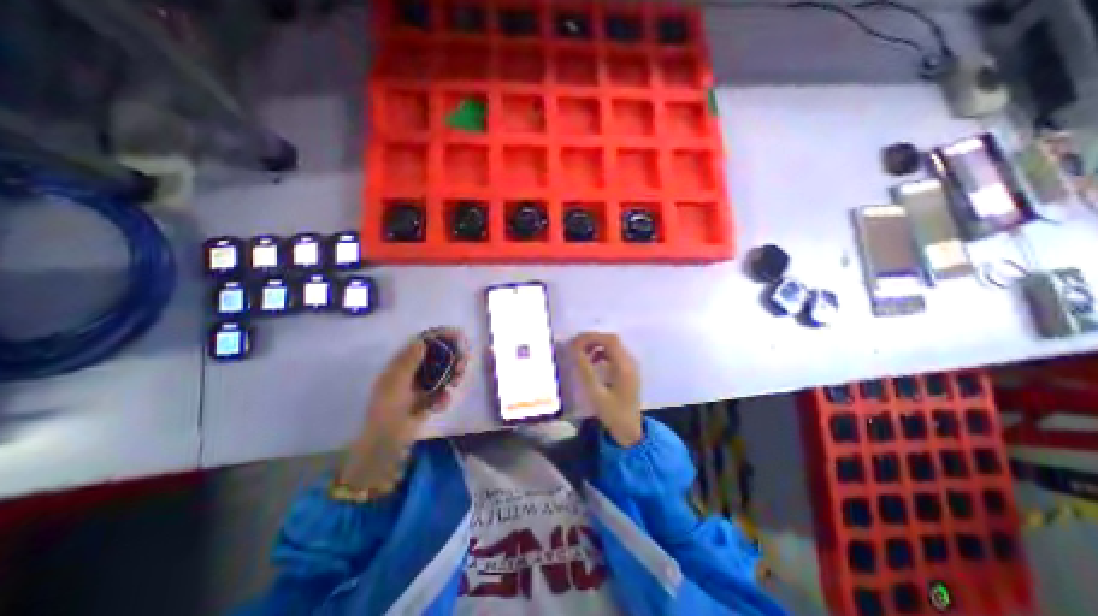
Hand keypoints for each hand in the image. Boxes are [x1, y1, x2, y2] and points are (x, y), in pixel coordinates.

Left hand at [339, 331, 467, 492]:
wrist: (387, 441)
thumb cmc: (387, 409)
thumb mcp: (395, 382)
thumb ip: (409, 361)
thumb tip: (422, 341)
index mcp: (402, 364)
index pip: (423, 343)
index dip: (439, 337)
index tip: (456, 335)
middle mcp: (414, 372)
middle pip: (439, 357)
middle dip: (453, 357)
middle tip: (464, 362)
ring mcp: (423, 386)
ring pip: (445, 373)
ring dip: (454, 375)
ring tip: (457, 382)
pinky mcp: (430, 400)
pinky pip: (443, 392)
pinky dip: (445, 397)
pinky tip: (440, 403)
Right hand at [575, 331, 644, 446]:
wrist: (630, 430)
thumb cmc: (613, 414)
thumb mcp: (596, 393)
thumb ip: (585, 370)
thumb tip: (575, 350)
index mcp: (624, 366)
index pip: (609, 340)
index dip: (591, 337)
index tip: (574, 343)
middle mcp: (630, 362)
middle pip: (611, 340)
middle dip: (592, 339)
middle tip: (575, 347)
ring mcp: (630, 366)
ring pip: (613, 346)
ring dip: (596, 346)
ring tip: (581, 356)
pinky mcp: (628, 371)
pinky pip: (614, 354)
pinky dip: (602, 353)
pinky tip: (592, 363)